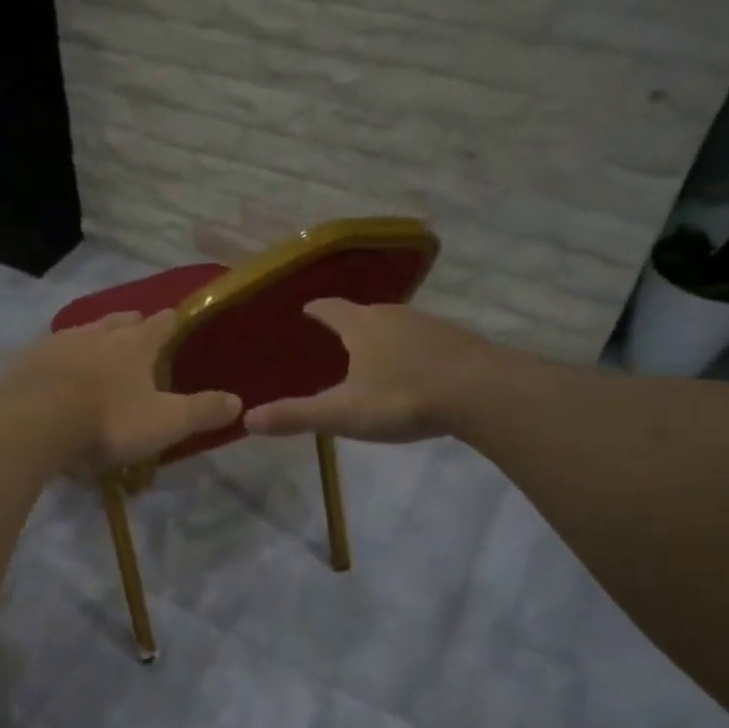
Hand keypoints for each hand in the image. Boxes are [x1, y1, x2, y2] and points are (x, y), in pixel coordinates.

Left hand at [0, 312, 240, 470]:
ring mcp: (59, 343)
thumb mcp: (165, 422)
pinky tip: (58, 374)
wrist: (33, 422)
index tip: (178, 320)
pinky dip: (61, 359)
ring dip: (95, 338)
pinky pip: (51, 352)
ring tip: (99, 351)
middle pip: (120, 320)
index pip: (162, 323)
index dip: (173, 322)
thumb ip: (202, 411)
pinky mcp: (27, 361)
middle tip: (139, 333)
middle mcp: (98, 333)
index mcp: (135, 344)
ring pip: (84, 331)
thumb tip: (238, 401)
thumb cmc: (108, 420)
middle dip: (132, 324)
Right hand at [244, 299, 494, 442]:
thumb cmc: (403, 398)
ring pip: (395, 324)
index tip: (306, 310)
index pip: (329, 308)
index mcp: (361, 325)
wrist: (481, 393)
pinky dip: (410, 349)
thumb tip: (247, 419)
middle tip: (334, 336)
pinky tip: (413, 368)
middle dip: (347, 322)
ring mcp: (428, 325)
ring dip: (380, 335)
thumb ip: (296, 416)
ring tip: (371, 353)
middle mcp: (393, 315)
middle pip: (363, 313)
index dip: (315, 310)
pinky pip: (423, 339)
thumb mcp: (343, 413)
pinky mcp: (456, 341)